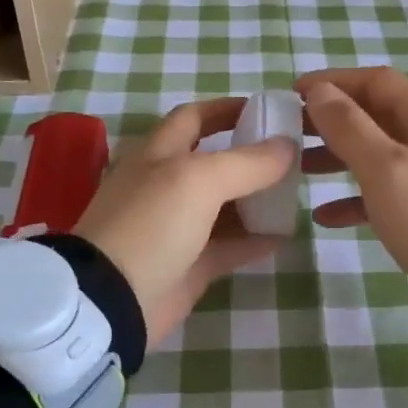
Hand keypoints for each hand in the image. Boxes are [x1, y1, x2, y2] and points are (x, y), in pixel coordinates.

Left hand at [73, 97, 297, 342]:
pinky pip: (229, 246)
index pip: (195, 117)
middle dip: (251, 157)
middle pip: (215, 162)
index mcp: (159, 153)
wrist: (113, 299)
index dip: (227, 109)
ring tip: (295, 195)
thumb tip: (289, 147)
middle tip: (294, 158)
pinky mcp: (189, 264)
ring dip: (257, 200)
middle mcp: (166, 185)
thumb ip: (248, 162)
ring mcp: (177, 227)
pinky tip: (284, 236)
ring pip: (224, 206)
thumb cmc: (151, 225)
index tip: (268, 111)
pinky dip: (255, 240)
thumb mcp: (199, 180)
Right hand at [296, 67, 407, 302]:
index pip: (377, 82)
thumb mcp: (386, 168)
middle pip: (377, 116)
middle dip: (333, 121)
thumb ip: (350, 127)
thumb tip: (320, 92)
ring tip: (300, 169)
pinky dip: (358, 198)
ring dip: (340, 158)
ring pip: (380, 154)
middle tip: (291, 131)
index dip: (334, 81)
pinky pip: (389, 192)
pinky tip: (325, 216)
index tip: (293, 93)